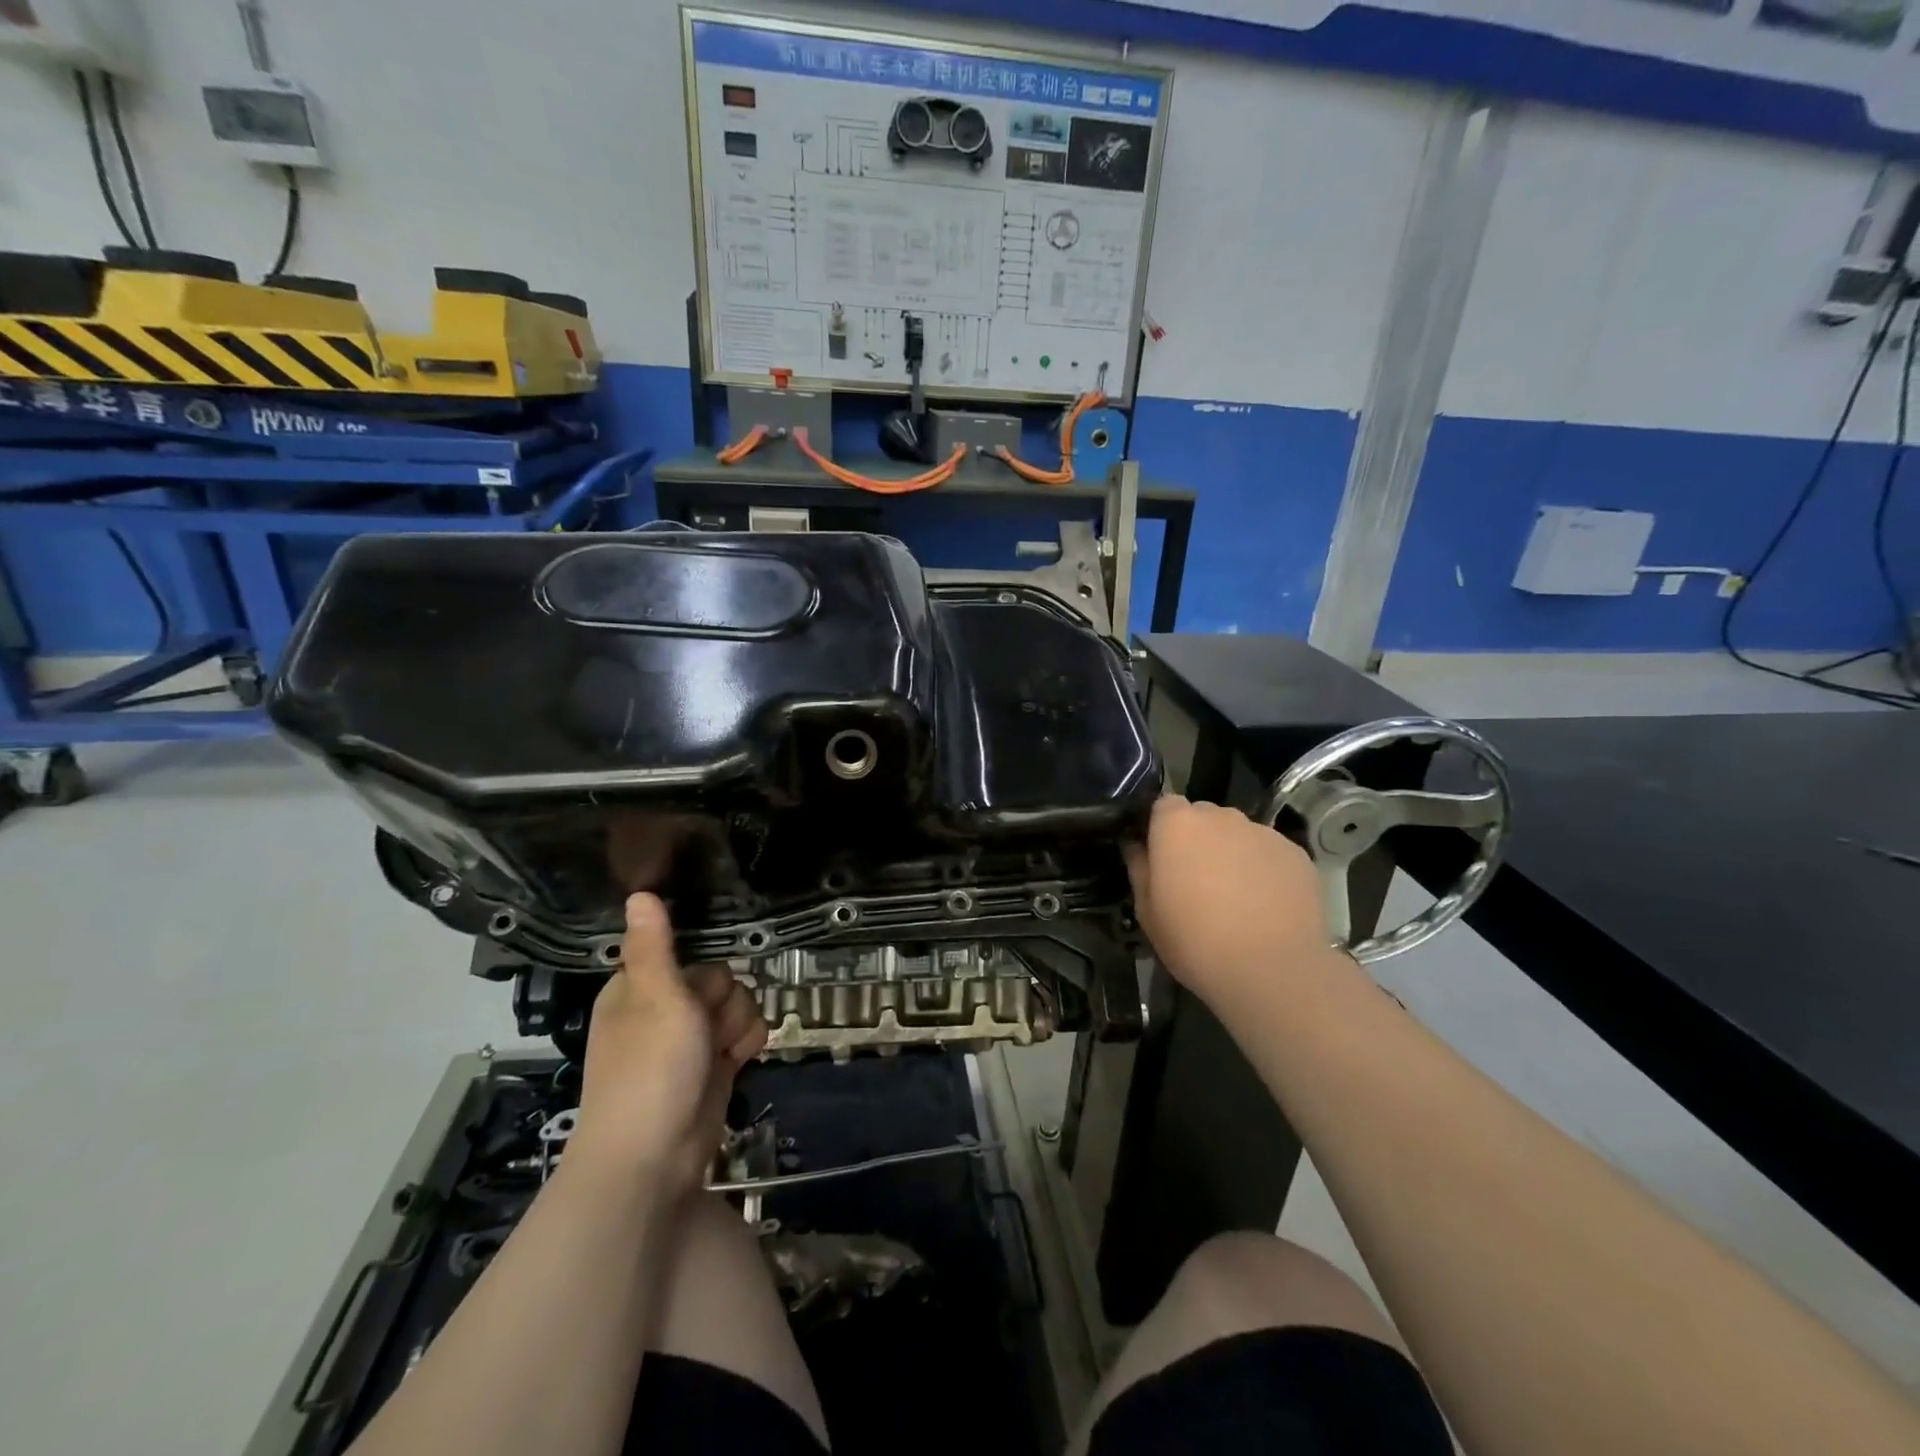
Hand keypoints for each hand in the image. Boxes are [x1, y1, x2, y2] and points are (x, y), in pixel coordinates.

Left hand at [566, 893, 766, 1196]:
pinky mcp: (714, 1065)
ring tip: (720, 1054)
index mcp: (640, 988)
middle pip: (722, 978)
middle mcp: (665, 1009)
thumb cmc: (650, 1069)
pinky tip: (737, 1063)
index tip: (696, 993)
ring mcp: (691, 1040)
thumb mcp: (655, 997)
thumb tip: (638, 891)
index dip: (702, 972)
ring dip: (738, 1026)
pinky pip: (745, 1034)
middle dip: (724, 1003)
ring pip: (738, 1005)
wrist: (653, 1159)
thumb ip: (654, 944)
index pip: (690, 954)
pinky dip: (745, 1046)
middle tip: (704, 1031)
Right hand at [1124, 796, 1337, 1009]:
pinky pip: (1270, 853)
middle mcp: (1221, 816)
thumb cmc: (1195, 941)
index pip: (1164, 805)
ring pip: (1239, 835)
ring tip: (1237, 897)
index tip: (1162, 859)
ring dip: (1232, 854)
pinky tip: (1267, 905)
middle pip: (1204, 817)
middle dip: (1198, 840)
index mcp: (1177, 825)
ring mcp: (1263, 832)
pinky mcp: (1297, 853)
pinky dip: (1265, 870)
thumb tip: (1136, 846)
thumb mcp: (1148, 913)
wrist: (1272, 970)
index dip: (1162, 829)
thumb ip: (1139, 869)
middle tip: (1197, 881)